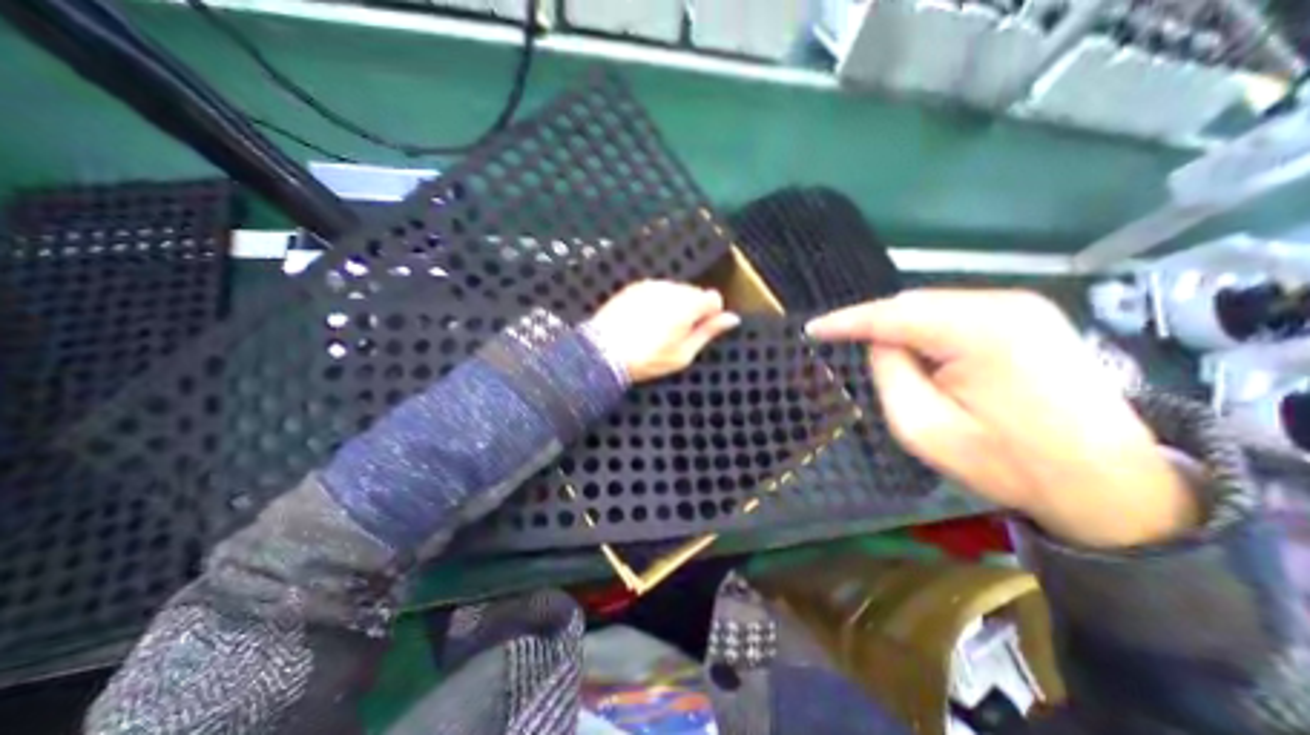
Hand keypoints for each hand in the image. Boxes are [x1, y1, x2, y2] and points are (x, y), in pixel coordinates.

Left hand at [588, 283, 739, 384]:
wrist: (603, 353)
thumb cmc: (647, 359)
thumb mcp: (683, 353)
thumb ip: (709, 332)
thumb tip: (732, 319)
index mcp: (688, 305)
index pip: (713, 298)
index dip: (710, 315)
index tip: (699, 330)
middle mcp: (671, 288)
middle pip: (694, 292)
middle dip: (691, 309)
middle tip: (676, 334)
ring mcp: (651, 285)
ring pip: (675, 290)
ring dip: (673, 305)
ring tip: (656, 329)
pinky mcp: (634, 287)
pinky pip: (655, 290)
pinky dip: (656, 302)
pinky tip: (643, 321)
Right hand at [809, 290, 1193, 546]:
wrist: (1108, 485)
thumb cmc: (1008, 464)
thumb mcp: (924, 428)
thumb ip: (890, 374)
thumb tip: (880, 343)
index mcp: (981, 332)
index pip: (892, 315)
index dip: (846, 320)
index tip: (812, 329)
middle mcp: (1004, 304)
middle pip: (913, 304)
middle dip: (874, 325)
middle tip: (844, 346)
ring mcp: (1023, 306)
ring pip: (932, 306)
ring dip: (901, 329)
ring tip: (886, 358)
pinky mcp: (1029, 316)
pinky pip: (954, 313)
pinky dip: (926, 330)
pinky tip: (922, 354)